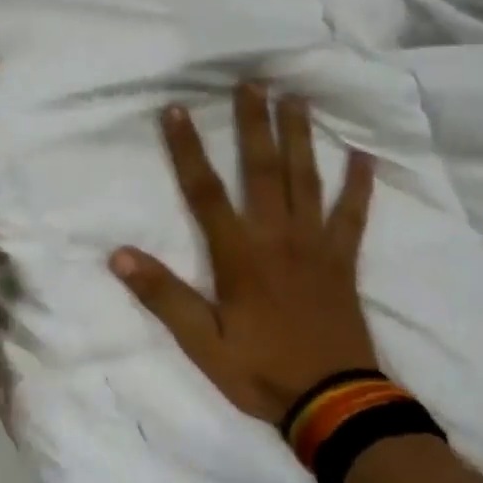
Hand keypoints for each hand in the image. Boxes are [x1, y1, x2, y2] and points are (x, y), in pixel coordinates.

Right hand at [112, 83, 379, 423]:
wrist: (332, 402)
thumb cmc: (261, 371)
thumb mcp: (202, 344)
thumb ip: (164, 297)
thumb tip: (119, 256)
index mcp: (239, 256)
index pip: (205, 193)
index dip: (187, 150)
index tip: (175, 110)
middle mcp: (277, 238)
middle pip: (262, 170)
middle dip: (254, 124)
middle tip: (253, 81)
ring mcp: (316, 245)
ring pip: (306, 180)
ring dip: (300, 137)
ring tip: (296, 98)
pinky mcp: (343, 260)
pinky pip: (353, 214)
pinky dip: (359, 184)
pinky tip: (363, 154)